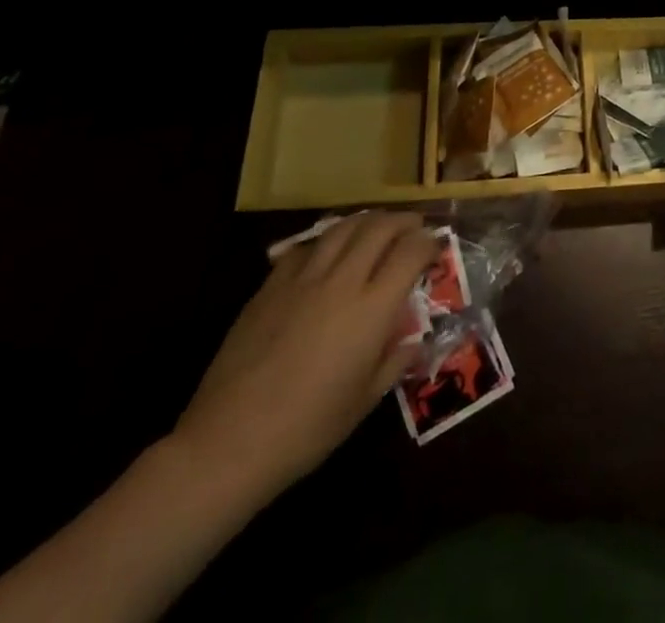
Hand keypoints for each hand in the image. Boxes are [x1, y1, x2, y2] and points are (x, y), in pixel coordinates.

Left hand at [174, 212, 438, 499]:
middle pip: (379, 227)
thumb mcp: (364, 402)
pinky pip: (305, 248)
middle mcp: (341, 281)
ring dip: (366, 221)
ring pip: (342, 227)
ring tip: (376, 227)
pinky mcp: (269, 287)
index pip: (410, 252)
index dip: (428, 242)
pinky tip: (327, 254)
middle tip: (414, 227)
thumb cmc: (307, 429)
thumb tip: (415, 342)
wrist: (228, 443)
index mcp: (371, 308)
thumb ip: (395, 363)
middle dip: (403, 221)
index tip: (436, 245)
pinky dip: (326, 242)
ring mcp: (302, 280)